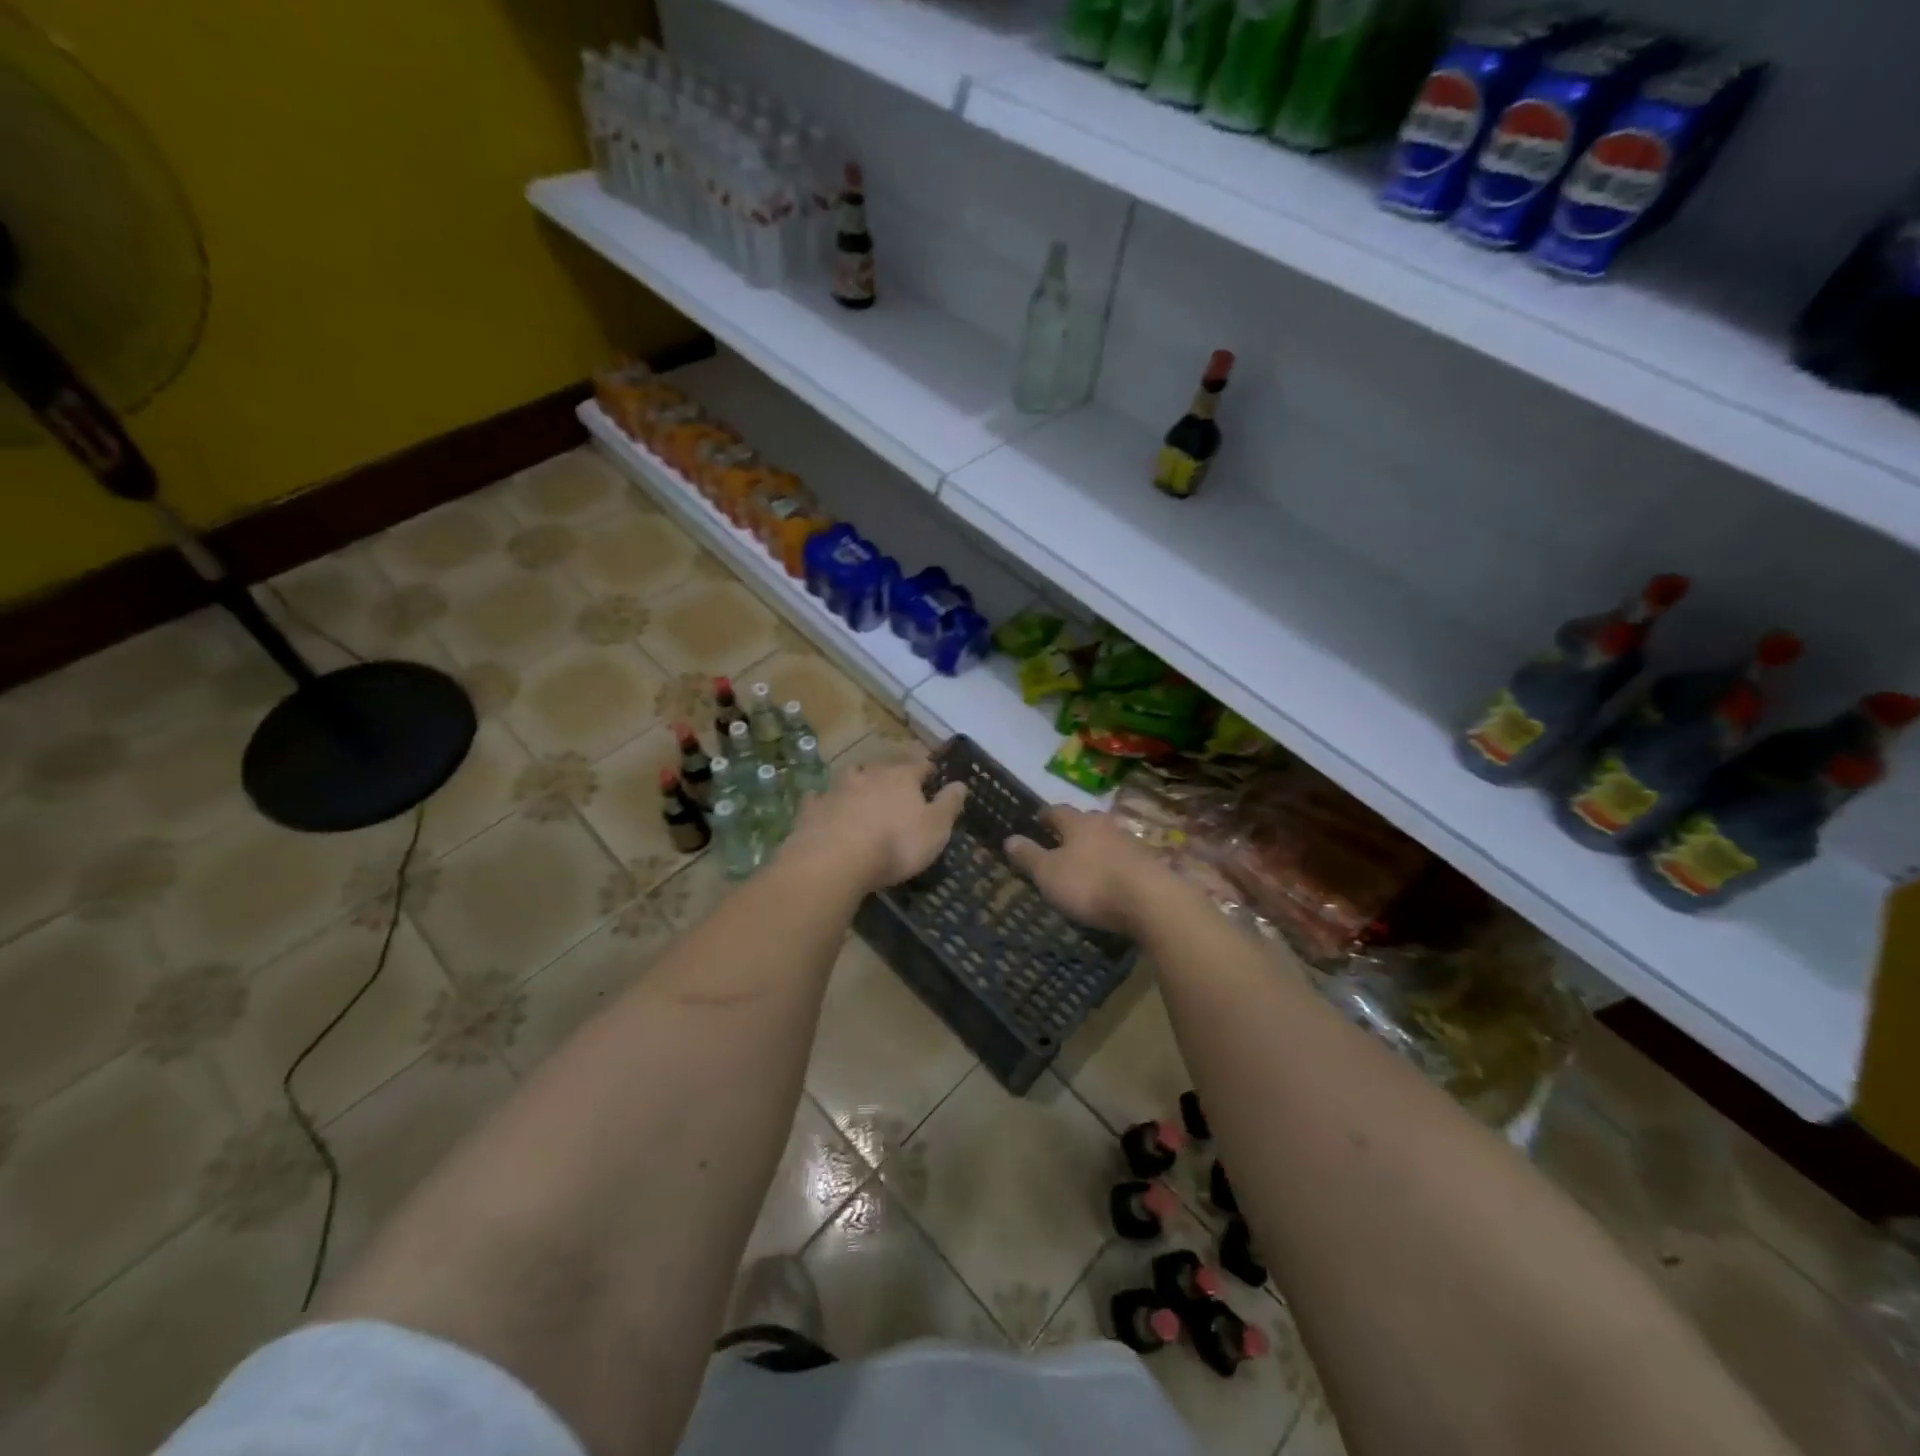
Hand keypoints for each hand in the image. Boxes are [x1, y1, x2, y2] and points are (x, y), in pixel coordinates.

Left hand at [785, 749, 966, 893]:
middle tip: (895, 779)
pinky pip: (818, 798)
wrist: (836, 860)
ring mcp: (837, 789)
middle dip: (890, 770)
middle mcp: (869, 775)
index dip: (927, 768)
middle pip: (882, 766)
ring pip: (849, 775)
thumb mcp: (935, 829)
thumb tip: (961, 783)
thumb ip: (948, 805)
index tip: (932, 771)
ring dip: (856, 779)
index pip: (919, 765)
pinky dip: (823, 800)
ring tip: (860, 787)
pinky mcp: (813, 809)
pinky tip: (823, 804)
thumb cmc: (896, 844)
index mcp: (902, 778)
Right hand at [1005, 805, 1170, 935]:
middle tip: (1062, 840)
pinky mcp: (1149, 864)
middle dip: (1074, 829)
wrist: (1150, 902)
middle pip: (1086, 821)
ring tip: (1086, 861)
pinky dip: (1114, 865)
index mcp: (1079, 823)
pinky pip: (1124, 858)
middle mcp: (1105, 825)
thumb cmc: (1090, 884)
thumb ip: (1029, 856)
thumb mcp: (1048, 873)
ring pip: (1107, 838)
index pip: (1058, 810)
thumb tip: (1009, 838)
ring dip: (1096, 847)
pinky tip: (1111, 879)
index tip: (1038, 819)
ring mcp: (1131, 843)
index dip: (1046, 815)